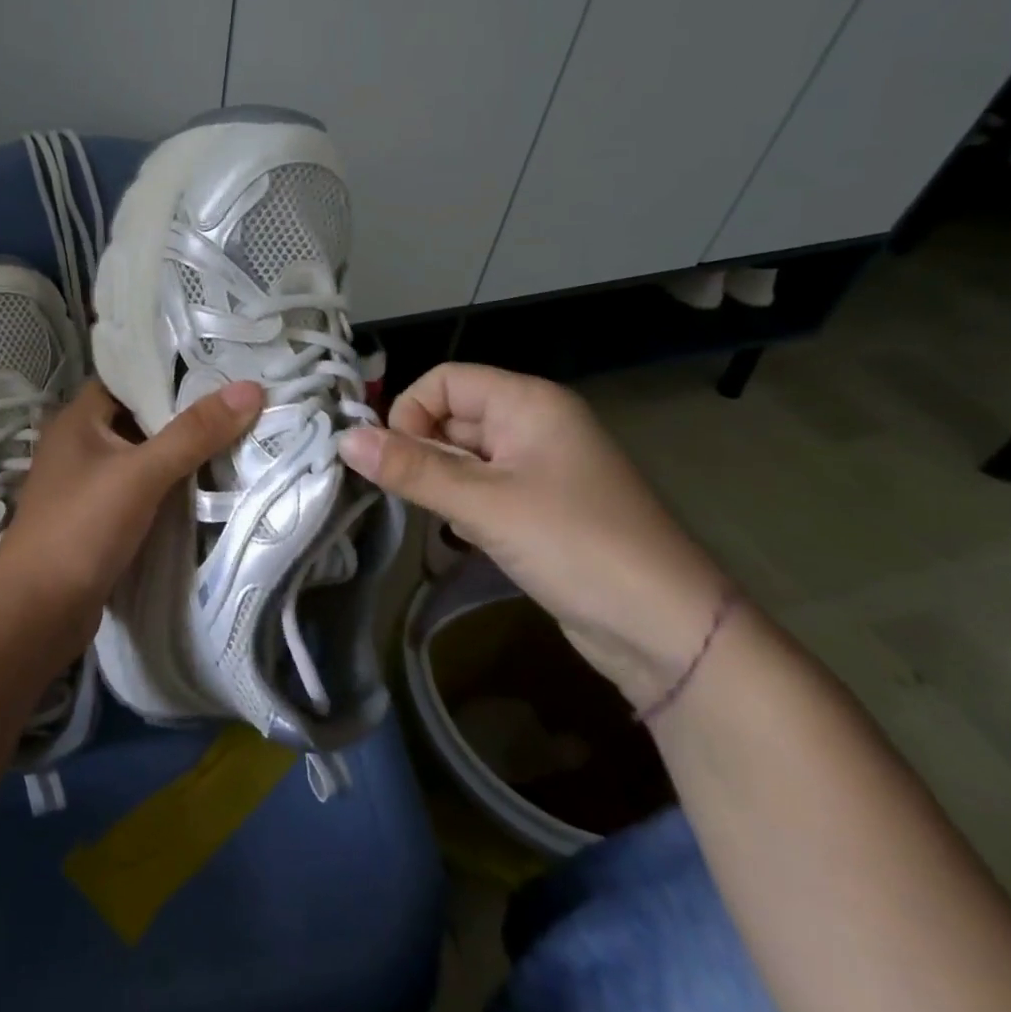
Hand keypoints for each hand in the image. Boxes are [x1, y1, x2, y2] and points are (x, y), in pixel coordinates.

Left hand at [0, 377, 263, 615]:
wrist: (36, 613)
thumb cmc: (82, 528)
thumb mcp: (141, 473)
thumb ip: (194, 433)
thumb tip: (250, 389)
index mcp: (79, 419)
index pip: (128, 378)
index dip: (171, 372)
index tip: (221, 369)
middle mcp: (80, 445)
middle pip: (140, 418)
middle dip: (185, 415)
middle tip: (240, 406)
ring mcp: (87, 485)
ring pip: (142, 457)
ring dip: (180, 455)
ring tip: (236, 440)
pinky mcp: (98, 520)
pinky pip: (141, 491)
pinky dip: (168, 488)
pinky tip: (206, 489)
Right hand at [337, 363, 732, 709]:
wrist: (667, 631)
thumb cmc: (575, 546)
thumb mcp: (484, 504)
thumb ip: (412, 469)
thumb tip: (343, 439)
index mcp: (527, 402)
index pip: (443, 380)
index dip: (410, 412)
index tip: (396, 461)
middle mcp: (533, 423)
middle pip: (451, 416)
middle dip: (423, 452)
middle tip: (416, 498)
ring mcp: (539, 466)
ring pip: (463, 456)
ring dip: (441, 483)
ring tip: (447, 520)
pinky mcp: (540, 506)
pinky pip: (482, 488)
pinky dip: (464, 506)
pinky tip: (469, 538)